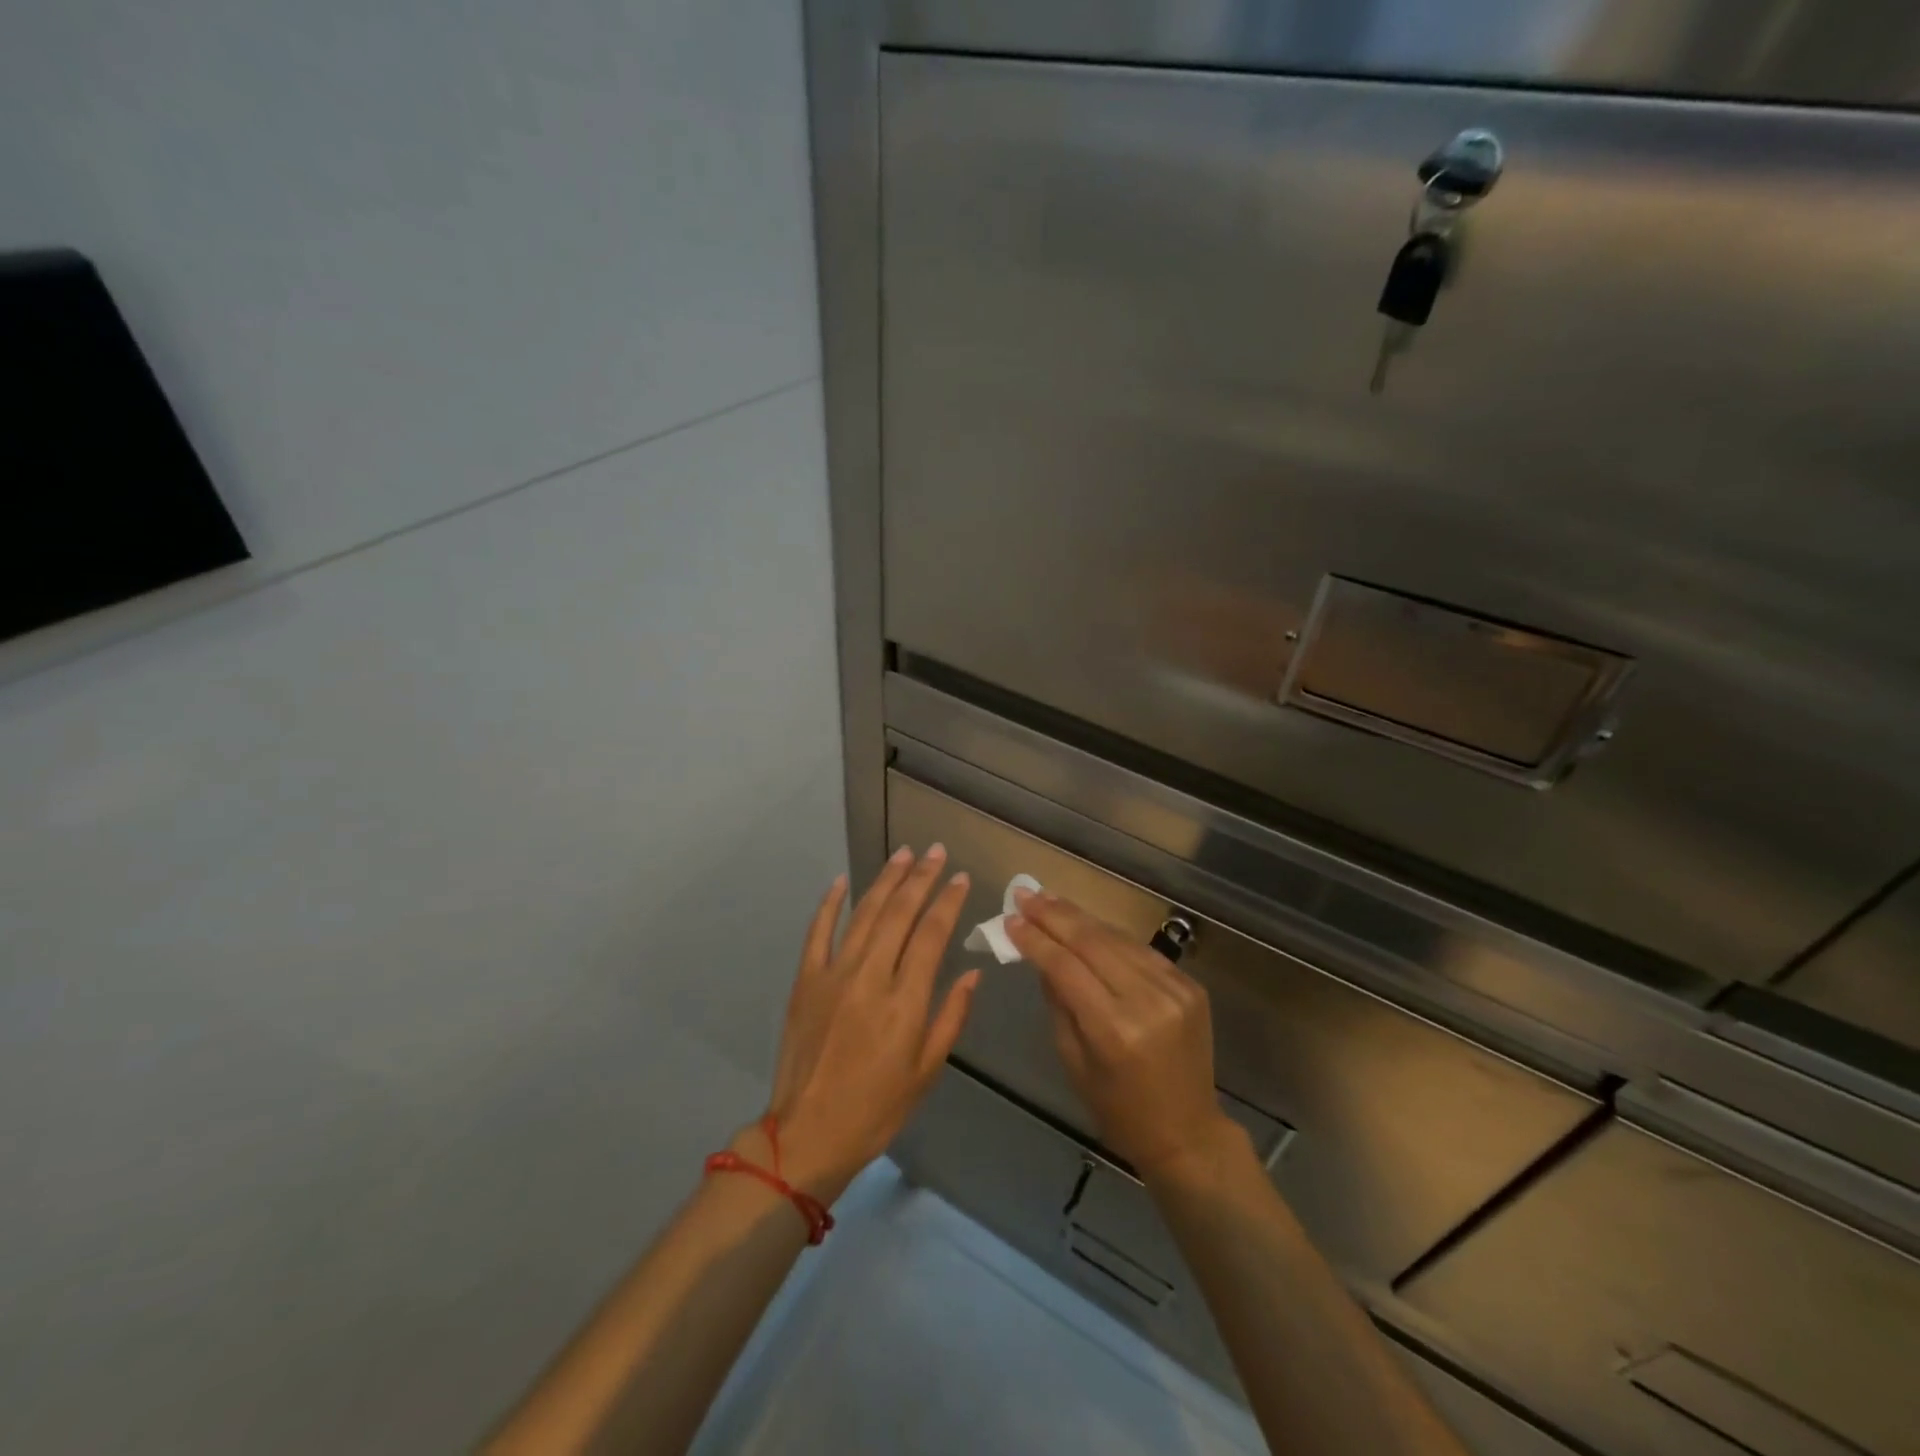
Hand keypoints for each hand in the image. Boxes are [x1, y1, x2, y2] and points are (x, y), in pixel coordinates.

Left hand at [755, 846, 979, 1203]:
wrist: (808, 1134)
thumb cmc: (877, 1109)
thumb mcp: (927, 1071)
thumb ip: (951, 1016)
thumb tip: (973, 973)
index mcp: (905, 1001)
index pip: (932, 935)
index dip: (948, 902)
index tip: (961, 878)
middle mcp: (871, 977)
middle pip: (900, 914)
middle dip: (921, 878)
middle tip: (937, 851)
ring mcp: (833, 974)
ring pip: (864, 914)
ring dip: (885, 880)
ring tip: (903, 853)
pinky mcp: (806, 980)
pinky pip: (818, 932)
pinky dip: (829, 904)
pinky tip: (841, 881)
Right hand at [1005, 890, 1242, 1180]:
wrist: (1188, 1133)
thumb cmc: (1118, 1109)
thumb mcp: (1074, 1062)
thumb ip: (1058, 1002)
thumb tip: (1040, 956)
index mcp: (1114, 1030)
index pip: (1065, 967)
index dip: (1035, 939)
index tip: (1011, 918)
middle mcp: (1147, 1001)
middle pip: (1092, 942)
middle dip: (1054, 915)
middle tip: (1025, 894)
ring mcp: (1174, 989)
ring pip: (1117, 938)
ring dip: (1080, 917)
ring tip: (1049, 900)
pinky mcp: (1190, 986)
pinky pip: (1140, 950)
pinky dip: (1110, 936)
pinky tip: (1087, 924)